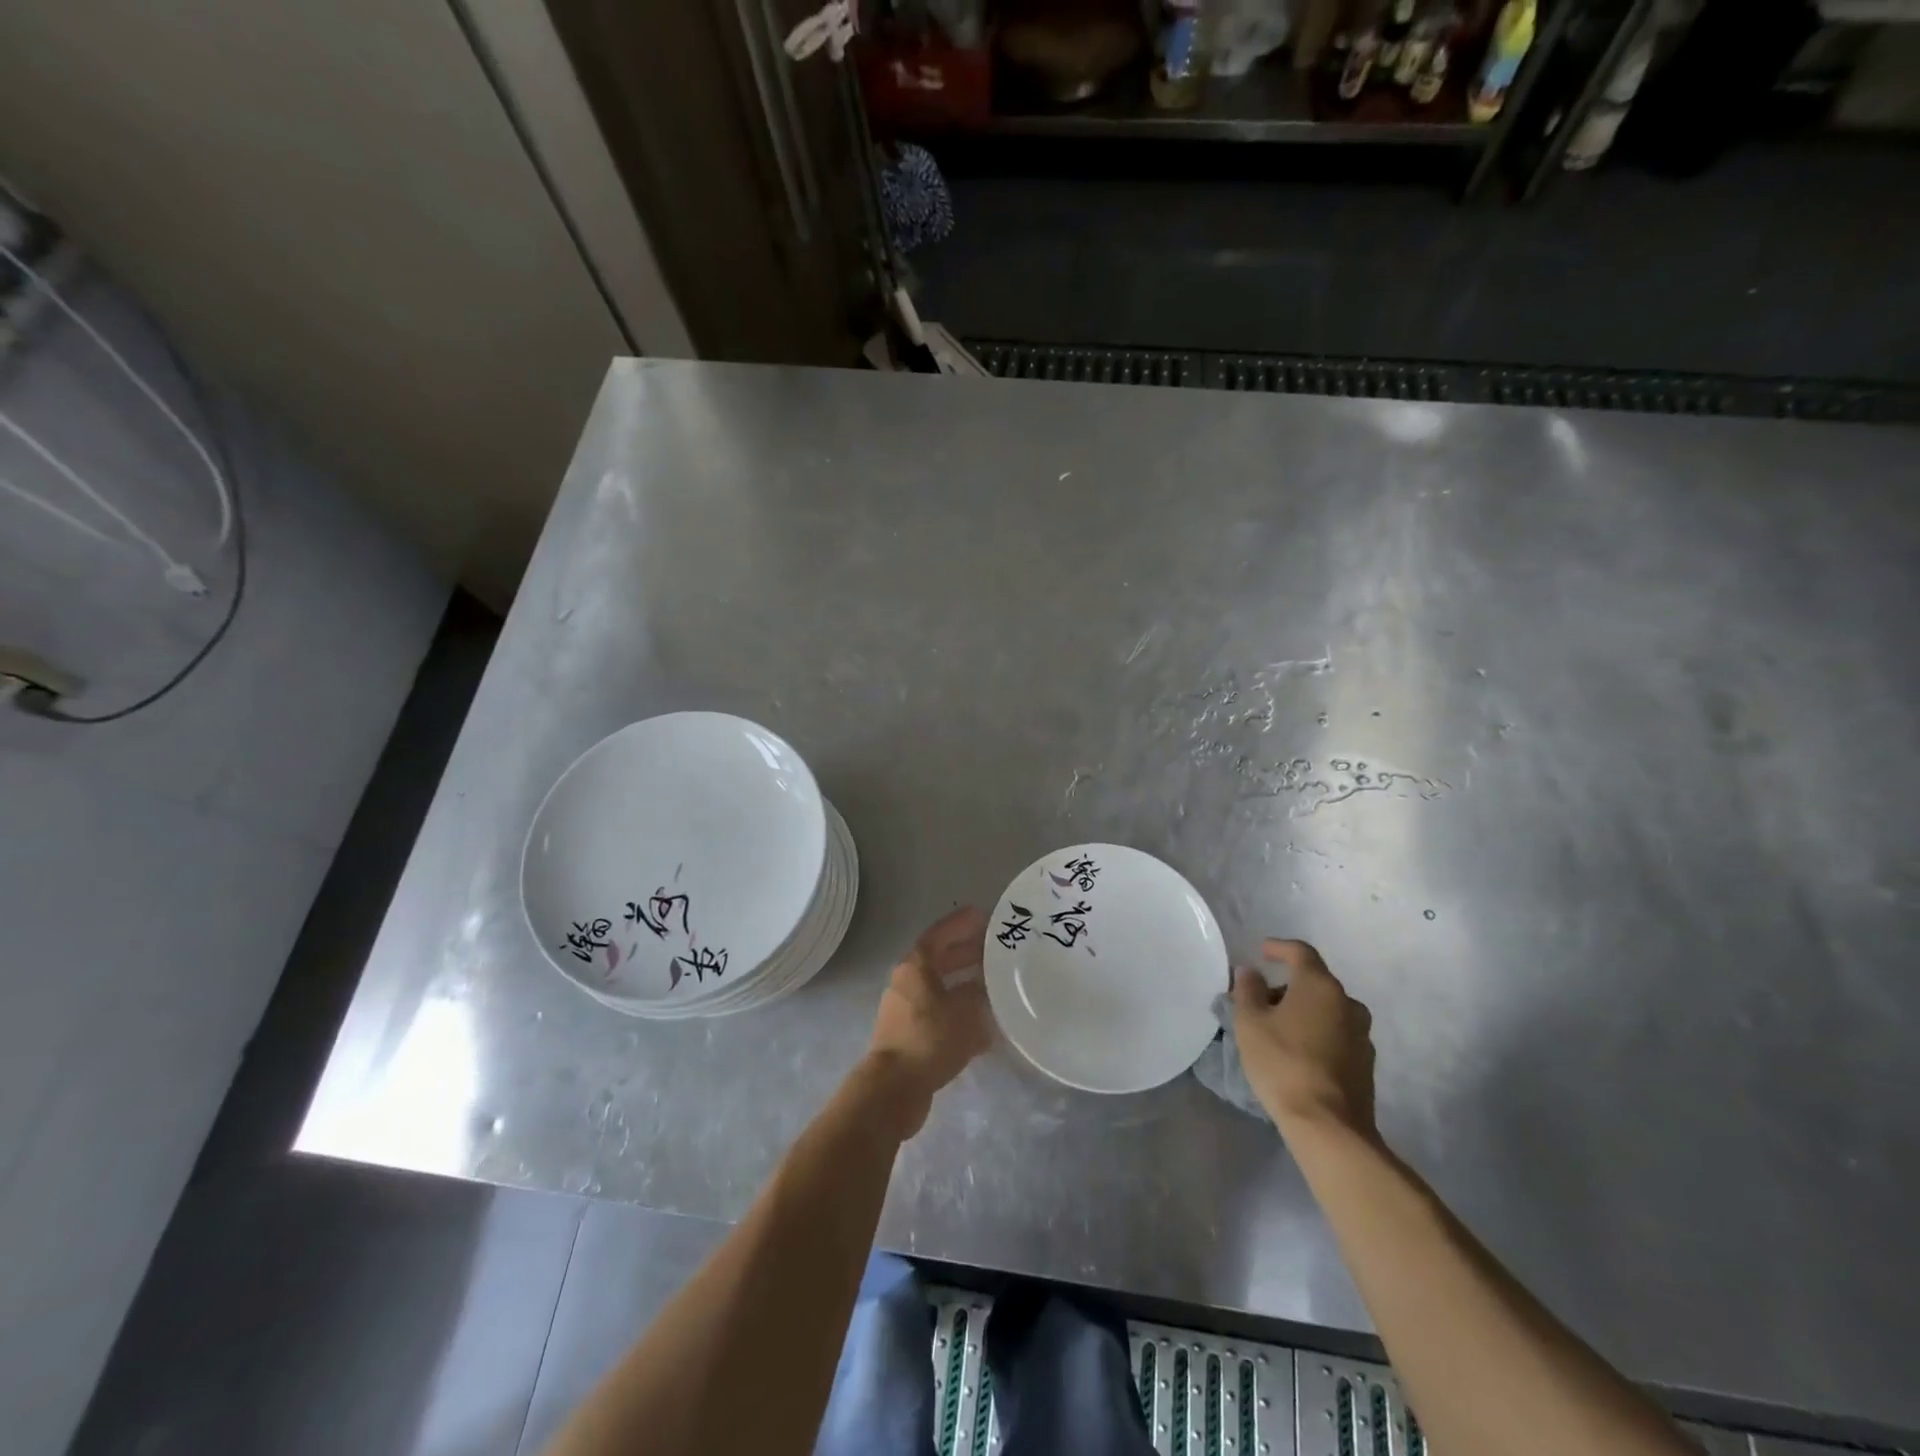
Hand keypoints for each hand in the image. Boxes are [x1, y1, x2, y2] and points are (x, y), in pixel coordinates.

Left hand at [864, 906, 992, 1136]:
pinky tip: (984, 1025)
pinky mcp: (910, 1036)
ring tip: (994, 984)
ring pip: (941, 988)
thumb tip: (986, 990)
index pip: (940, 935)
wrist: (894, 1089)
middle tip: (995, 949)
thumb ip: (978, 994)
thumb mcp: (964, 1012)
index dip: (961, 924)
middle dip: (967, 953)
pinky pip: (939, 1014)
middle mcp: (907, 983)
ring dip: (965, 984)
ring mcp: (905, 1010)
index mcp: (915, 967)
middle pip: (940, 960)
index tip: (984, 916)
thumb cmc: (929, 1039)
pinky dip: (960, 1013)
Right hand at [1231, 938, 1376, 1140]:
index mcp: (1320, 986)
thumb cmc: (1283, 1064)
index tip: (1262, 952)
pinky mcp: (1366, 1063)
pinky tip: (1299, 1052)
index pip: (1301, 952)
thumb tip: (1251, 972)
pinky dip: (1317, 1032)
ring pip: (1328, 1009)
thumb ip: (1248, 990)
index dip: (1279, 948)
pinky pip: (1337, 1034)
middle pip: (1314, 982)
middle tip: (1260, 1001)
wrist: (1329, 1126)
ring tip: (1277, 1029)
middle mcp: (1347, 1003)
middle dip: (1287, 986)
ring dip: (1303, 1011)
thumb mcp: (1250, 1023)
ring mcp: (1362, 1034)